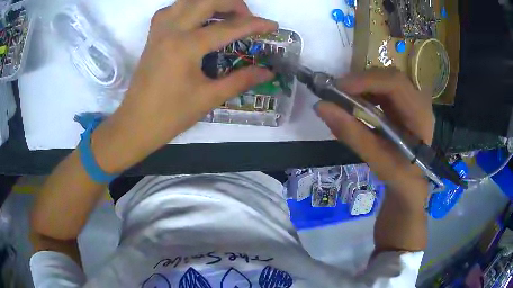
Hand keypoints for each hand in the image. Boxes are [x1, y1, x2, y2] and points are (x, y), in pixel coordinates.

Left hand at [91, 0, 276, 172]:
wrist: (135, 124)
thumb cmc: (170, 116)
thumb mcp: (208, 98)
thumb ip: (240, 80)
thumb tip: (267, 71)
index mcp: (186, 47)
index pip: (229, 28)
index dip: (255, 25)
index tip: (272, 26)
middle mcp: (171, 30)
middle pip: (207, 0)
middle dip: (233, 4)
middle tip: (246, 18)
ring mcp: (159, 31)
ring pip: (187, 0)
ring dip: (209, 2)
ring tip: (224, 14)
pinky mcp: (152, 35)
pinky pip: (171, 9)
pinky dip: (187, 7)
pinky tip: (195, 18)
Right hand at [315, 68, 433, 196]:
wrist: (411, 180)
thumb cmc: (399, 175)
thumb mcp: (377, 160)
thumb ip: (352, 134)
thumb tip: (321, 107)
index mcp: (420, 116)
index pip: (396, 84)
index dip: (367, 81)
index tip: (339, 89)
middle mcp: (419, 101)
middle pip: (390, 76)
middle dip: (362, 81)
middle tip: (336, 93)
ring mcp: (412, 99)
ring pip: (385, 78)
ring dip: (362, 85)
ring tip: (343, 98)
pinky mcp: (403, 101)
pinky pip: (383, 87)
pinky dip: (365, 91)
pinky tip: (355, 102)